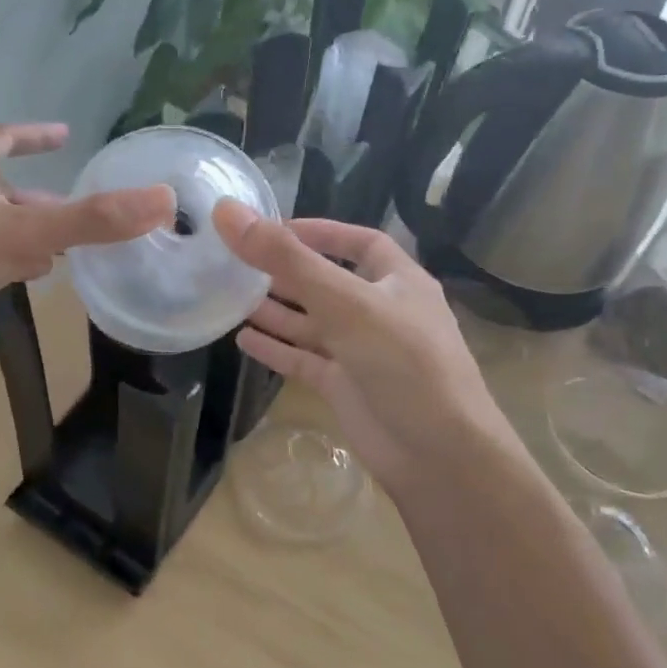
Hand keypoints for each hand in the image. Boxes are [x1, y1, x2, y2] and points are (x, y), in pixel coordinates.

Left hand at [0, 123, 173, 380]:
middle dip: (41, 197)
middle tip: (80, 211)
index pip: (2, 139)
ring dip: (27, 231)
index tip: (66, 135)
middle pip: (0, 187)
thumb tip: (162, 200)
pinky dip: (9, 260)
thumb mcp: (24, 235)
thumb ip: (93, 220)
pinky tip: (27, 279)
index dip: (35, 135)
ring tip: (64, 249)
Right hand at [212, 202, 517, 501]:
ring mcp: (362, 352)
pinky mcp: (345, 387)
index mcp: (397, 281)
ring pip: (312, 323)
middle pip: (327, 282)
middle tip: (237, 262)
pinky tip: (243, 340)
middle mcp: (380, 312)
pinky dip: (276, 349)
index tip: (274, 228)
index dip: (320, 232)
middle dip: (285, 272)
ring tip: (231, 297)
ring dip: (276, 310)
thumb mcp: (345, 302)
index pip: (359, 242)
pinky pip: (304, 360)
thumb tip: (228, 212)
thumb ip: (287, 259)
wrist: (438, 456)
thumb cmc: (402, 363)